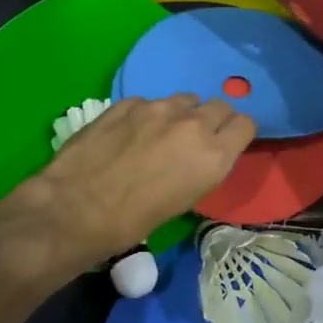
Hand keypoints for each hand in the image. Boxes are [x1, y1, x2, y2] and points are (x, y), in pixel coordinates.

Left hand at [25, 95, 254, 266]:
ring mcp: (158, 108)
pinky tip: (128, 134)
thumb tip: (201, 154)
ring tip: (160, 135)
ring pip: (185, 100)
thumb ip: (203, 166)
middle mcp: (193, 124)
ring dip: (181, 114)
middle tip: (195, 139)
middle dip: (213, 119)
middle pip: (220, 105)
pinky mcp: (128, 102)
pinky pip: (149, 103)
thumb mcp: (185, 199)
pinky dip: (146, 115)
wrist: (76, 209)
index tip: (227, 143)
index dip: (237, 133)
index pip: (245, 124)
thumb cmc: (133, 222)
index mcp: (214, 155)